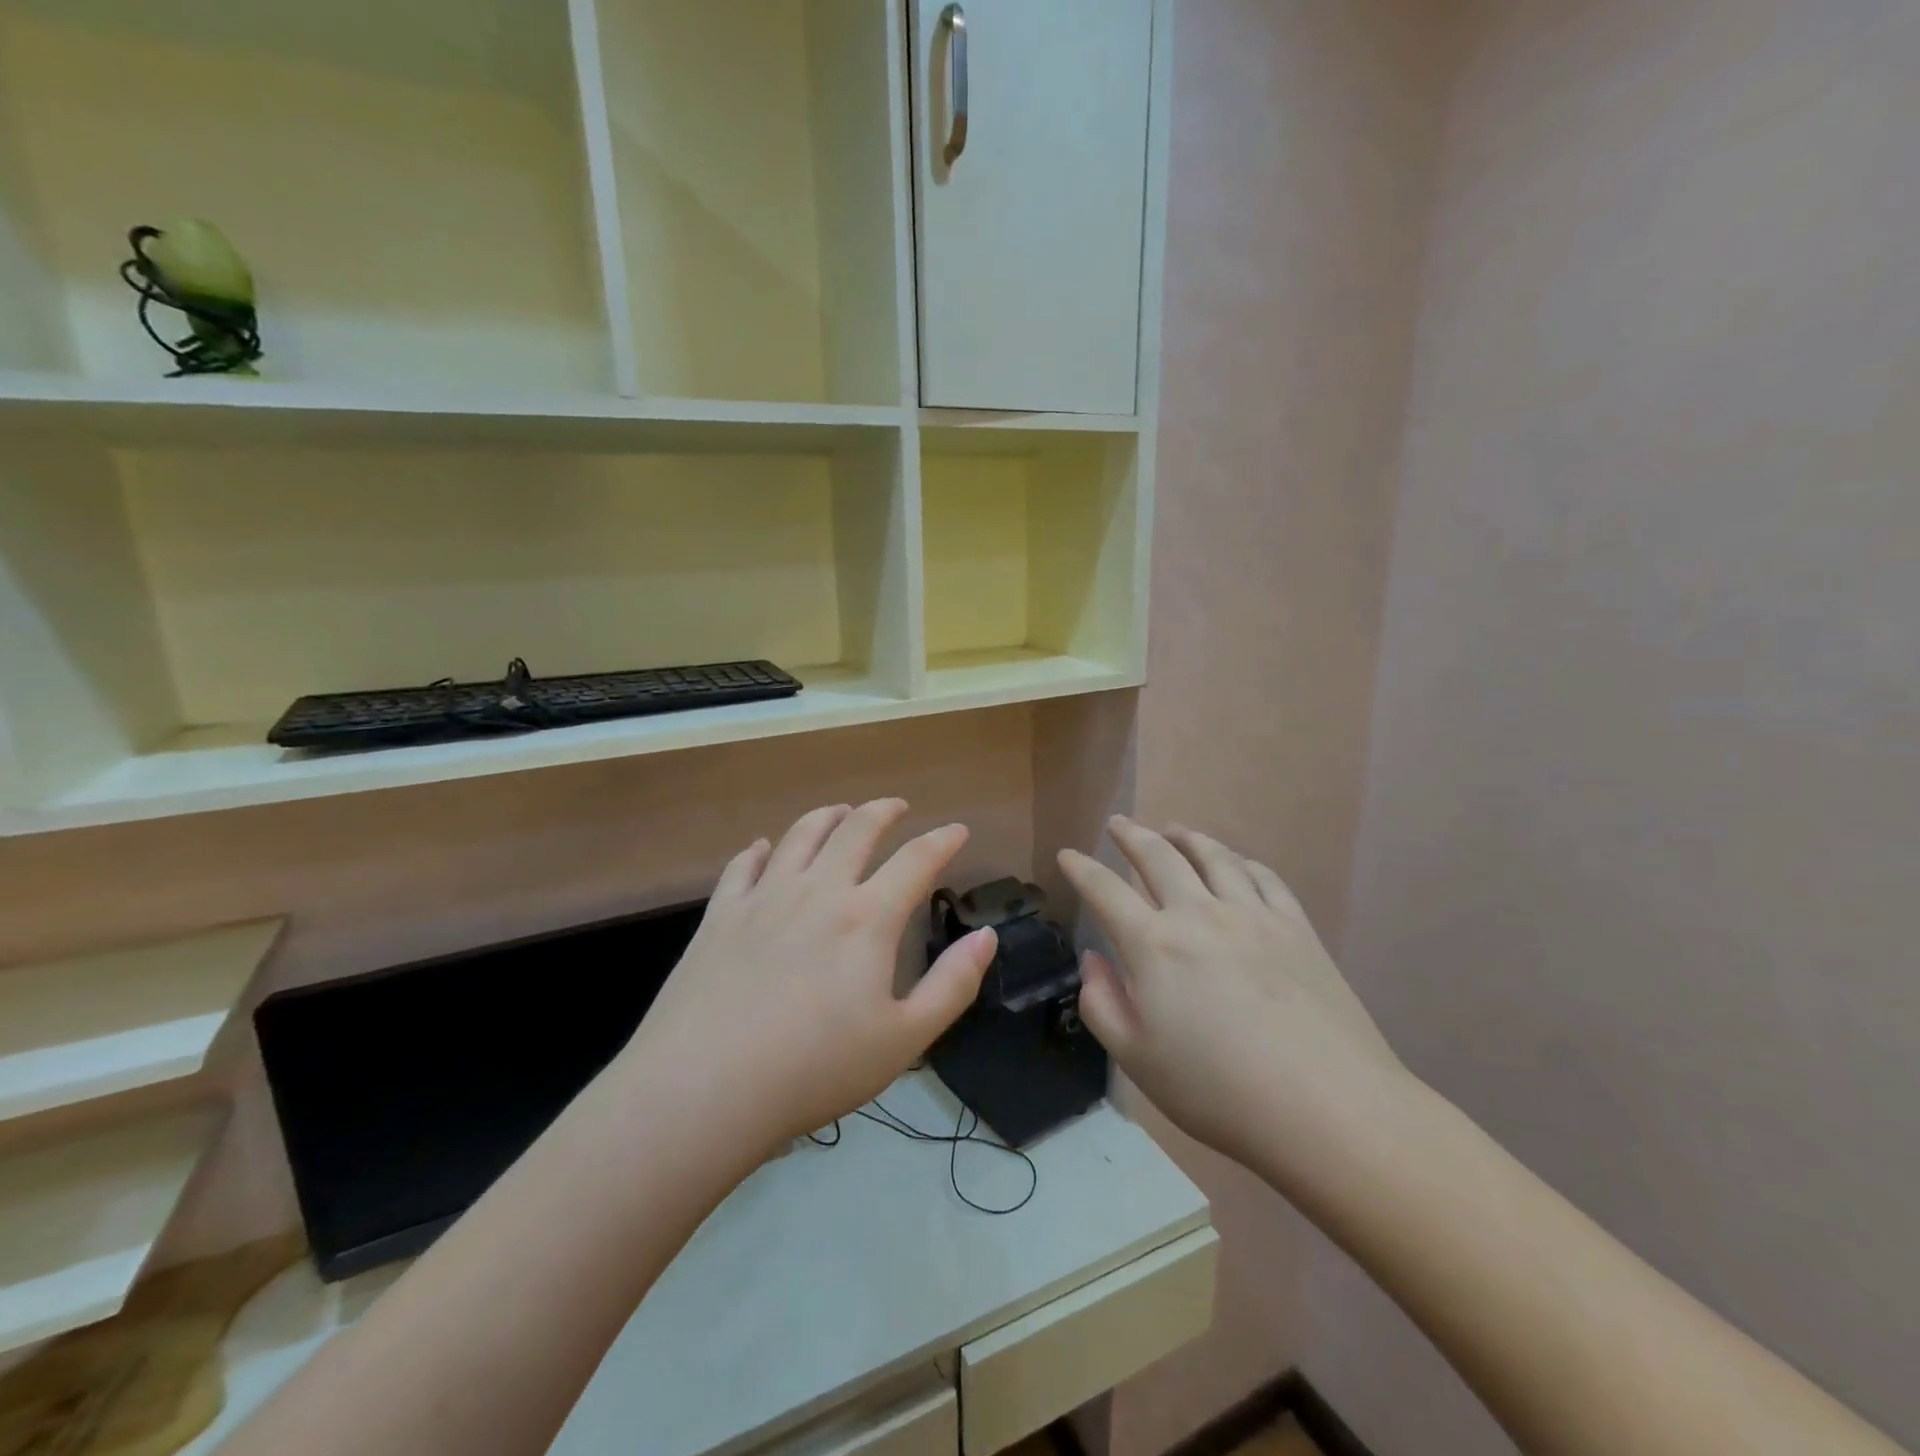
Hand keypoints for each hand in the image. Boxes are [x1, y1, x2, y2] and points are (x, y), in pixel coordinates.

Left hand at [626, 801, 996, 1158]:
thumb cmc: (815, 1068)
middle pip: (857, 830)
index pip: (916, 860)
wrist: (704, 1088)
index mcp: (867, 917)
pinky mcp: (721, 913)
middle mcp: (819, 890)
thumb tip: (987, 936)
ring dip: (828, 816)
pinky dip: (762, 849)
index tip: (957, 830)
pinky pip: (744, 864)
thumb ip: (952, 985)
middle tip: (897, 807)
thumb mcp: (904, 1039)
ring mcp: (765, 896)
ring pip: (801, 834)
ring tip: (840, 812)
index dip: (942, 841)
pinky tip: (765, 848)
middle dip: (883, 812)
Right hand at [1058, 818, 1407, 1176]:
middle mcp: (1198, 914)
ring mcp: (1252, 915)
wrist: (1325, 1107)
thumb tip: (1094, 960)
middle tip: (1118, 823)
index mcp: (1153, 945)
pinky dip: (1241, 860)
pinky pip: (1263, 876)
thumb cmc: (1218, 1091)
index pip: (1105, 891)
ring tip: (1173, 829)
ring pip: (1213, 857)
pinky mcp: (1296, 927)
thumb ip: (1102, 1004)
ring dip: (1186, 837)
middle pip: (1158, 857)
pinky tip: (1236, 862)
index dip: (1082, 869)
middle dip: (1132, 836)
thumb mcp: (1137, 1059)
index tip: (1068, 855)